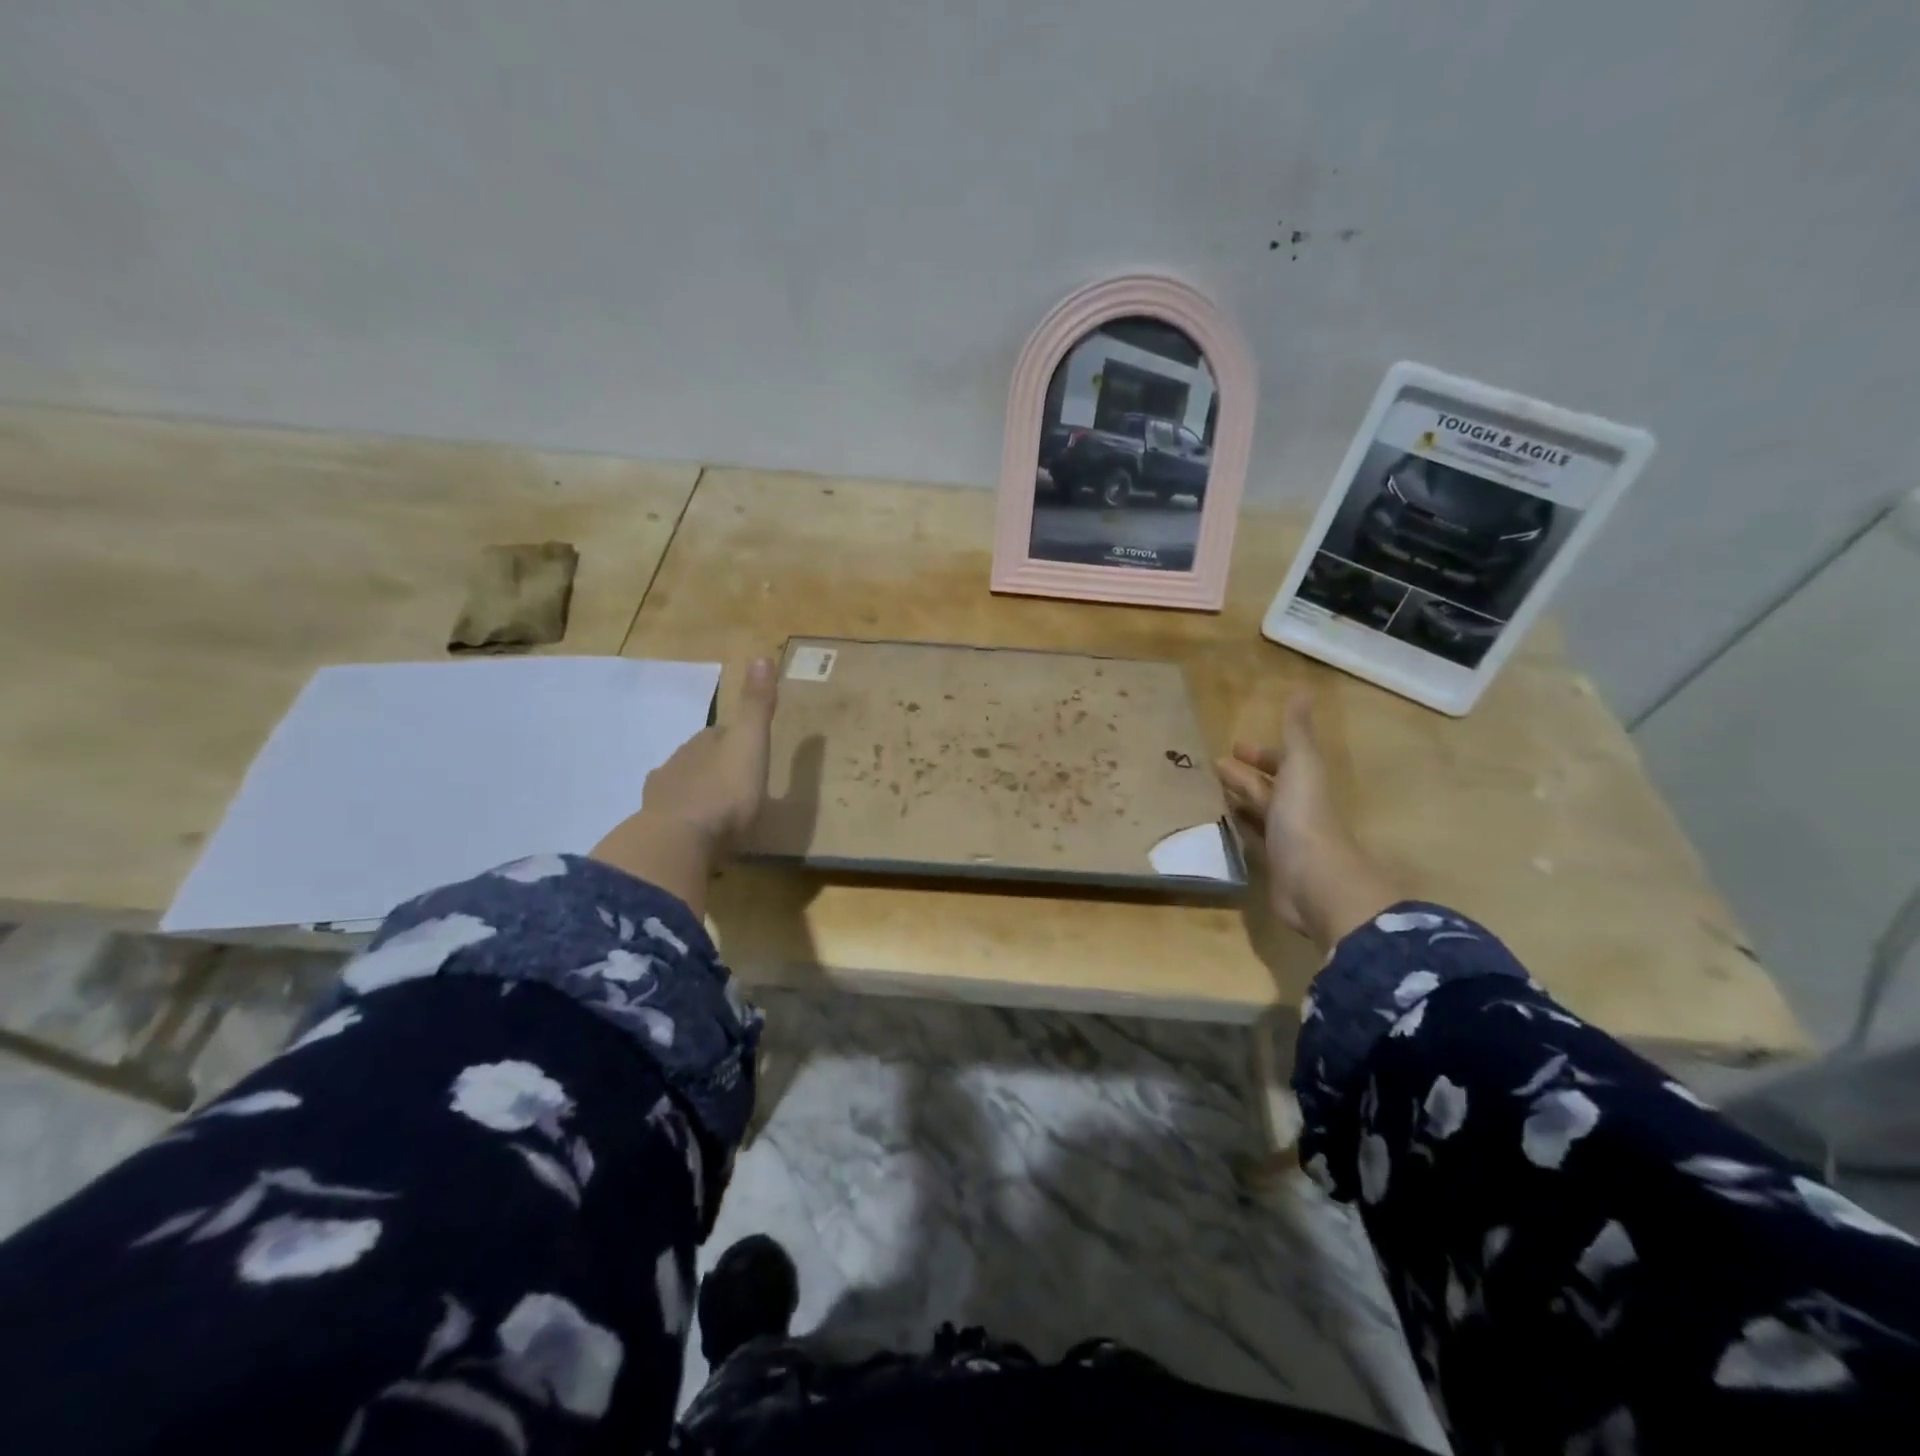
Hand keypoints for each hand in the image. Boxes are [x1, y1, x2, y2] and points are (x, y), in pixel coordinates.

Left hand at [640, 657, 779, 847]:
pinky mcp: (656, 828)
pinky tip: (695, 834)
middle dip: (715, 766)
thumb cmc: (724, 792)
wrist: (679, 841)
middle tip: (739, 784)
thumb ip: (756, 706)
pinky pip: (673, 818)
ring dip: (699, 793)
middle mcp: (678, 763)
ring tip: (720, 812)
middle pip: (699, 758)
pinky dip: (685, 821)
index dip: (735, 739)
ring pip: (684, 787)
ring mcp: (662, 796)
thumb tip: (761, 655)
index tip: (751, 751)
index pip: (719, 733)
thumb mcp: (750, 744)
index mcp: (703, 743)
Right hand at [1215, 691, 1396, 950]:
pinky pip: (1252, 841)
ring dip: (1238, 802)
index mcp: (1304, 784)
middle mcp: (1296, 809)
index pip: (1281, 763)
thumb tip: (1303, 690)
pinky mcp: (1273, 866)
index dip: (1260, 755)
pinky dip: (1238, 830)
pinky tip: (1219, 827)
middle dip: (1243, 776)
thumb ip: (1297, 732)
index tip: (1232, 748)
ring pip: (1258, 813)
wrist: (1315, 882)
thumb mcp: (1301, 766)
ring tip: (1208, 793)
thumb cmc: (1305, 817)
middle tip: (1212, 768)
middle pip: (1267, 788)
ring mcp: (1285, 838)